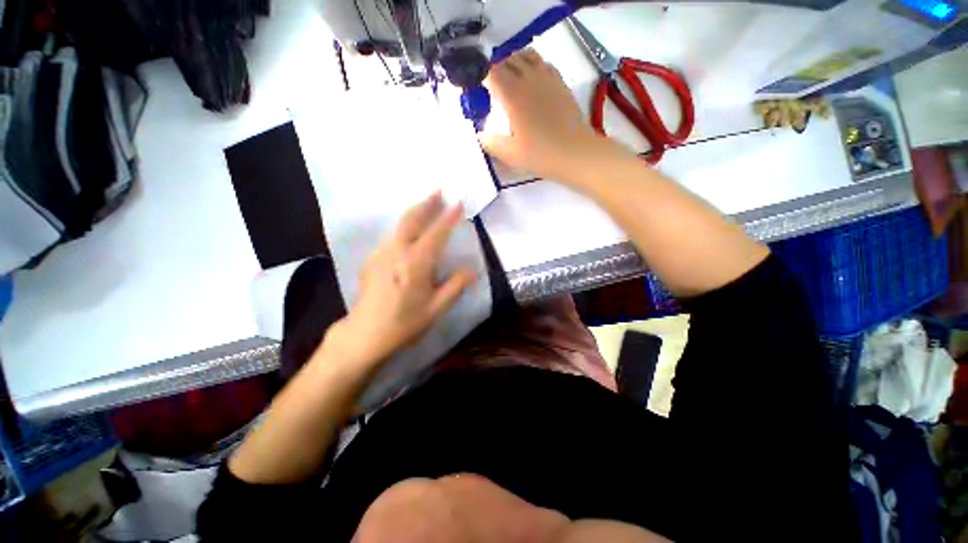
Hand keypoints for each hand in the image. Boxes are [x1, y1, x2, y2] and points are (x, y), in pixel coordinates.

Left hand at [322, 192, 475, 369]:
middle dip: (427, 204)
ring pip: (400, 225)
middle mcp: (397, 252)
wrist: (365, 334)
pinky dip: (404, 226)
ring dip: (415, 212)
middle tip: (439, 191)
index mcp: (416, 264)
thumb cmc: (405, 323)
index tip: (459, 203)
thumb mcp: (437, 308)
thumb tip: (471, 269)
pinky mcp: (372, 259)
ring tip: (427, 205)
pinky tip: (409, 230)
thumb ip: (456, 286)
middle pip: (412, 220)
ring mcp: (381, 253)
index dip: (448, 217)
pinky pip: (392, 236)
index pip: (436, 234)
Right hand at [479, 49, 610, 180]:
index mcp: (513, 94)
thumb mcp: (510, 154)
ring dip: (514, 62)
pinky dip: (532, 65)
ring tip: (509, 78)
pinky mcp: (560, 83)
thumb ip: (491, 143)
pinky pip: (543, 63)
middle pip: (508, 59)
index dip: (480, 75)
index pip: (491, 71)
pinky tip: (531, 80)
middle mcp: (528, 79)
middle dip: (495, 68)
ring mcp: (547, 78)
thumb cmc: (540, 154)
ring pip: (526, 55)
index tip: (477, 89)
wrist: (574, 153)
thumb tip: (481, 136)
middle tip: (490, 86)